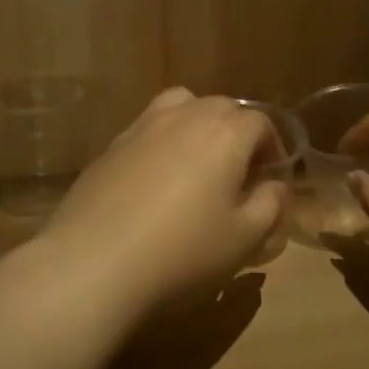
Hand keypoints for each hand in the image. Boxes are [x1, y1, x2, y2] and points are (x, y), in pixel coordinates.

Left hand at [33, 89, 287, 320]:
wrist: (94, 262)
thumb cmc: (182, 252)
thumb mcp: (243, 239)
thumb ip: (269, 205)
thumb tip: (275, 186)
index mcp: (225, 132)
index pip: (260, 122)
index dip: (273, 146)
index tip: (272, 176)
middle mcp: (185, 116)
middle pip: (222, 107)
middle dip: (239, 132)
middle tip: (240, 172)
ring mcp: (143, 126)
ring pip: (182, 106)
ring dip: (199, 125)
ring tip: (199, 162)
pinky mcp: (112, 144)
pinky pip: (149, 127)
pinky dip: (164, 139)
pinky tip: (158, 179)